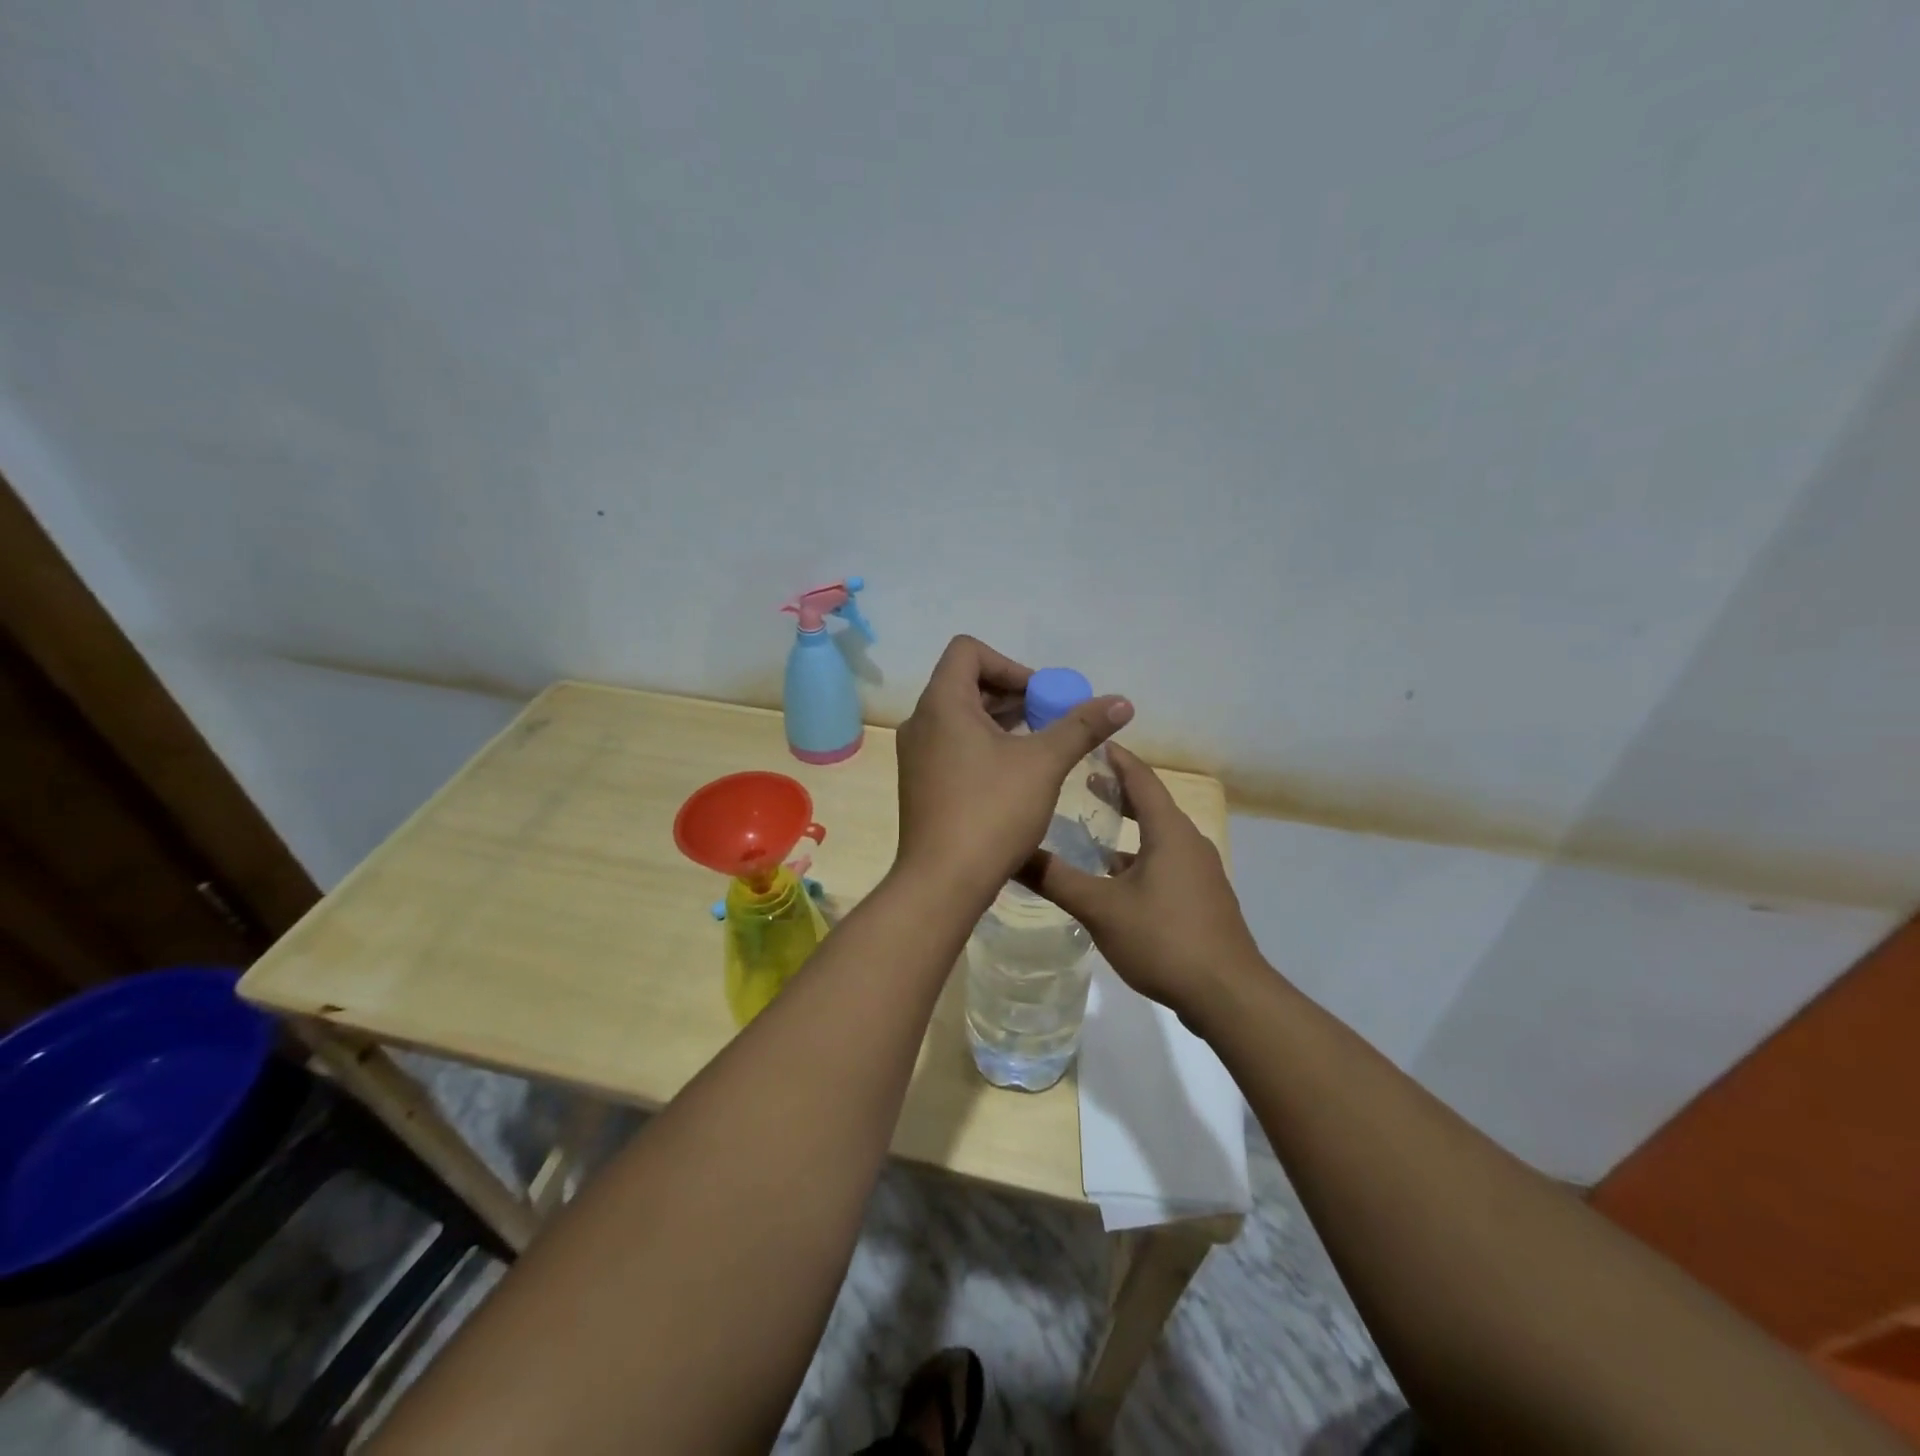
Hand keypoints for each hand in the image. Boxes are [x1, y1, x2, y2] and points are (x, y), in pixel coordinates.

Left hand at [894, 636, 1132, 899]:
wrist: (942, 882)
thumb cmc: (992, 812)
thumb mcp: (1044, 764)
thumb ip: (1081, 727)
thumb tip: (1122, 702)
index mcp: (941, 703)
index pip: (968, 651)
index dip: (1010, 665)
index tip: (1041, 697)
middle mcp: (921, 721)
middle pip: (966, 683)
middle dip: (1013, 696)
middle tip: (1050, 720)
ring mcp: (916, 755)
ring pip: (960, 718)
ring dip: (1001, 722)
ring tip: (1039, 747)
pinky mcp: (920, 783)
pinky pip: (953, 745)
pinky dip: (984, 746)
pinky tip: (1015, 775)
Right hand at [1025, 743, 1265, 1023]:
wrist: (1228, 995)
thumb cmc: (1164, 939)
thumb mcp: (1100, 909)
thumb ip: (1056, 879)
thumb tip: (1011, 854)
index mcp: (1169, 832)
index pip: (1141, 778)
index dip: (1115, 758)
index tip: (1089, 741)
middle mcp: (1189, 843)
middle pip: (1151, 804)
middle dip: (1117, 790)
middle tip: (1080, 779)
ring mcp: (1199, 872)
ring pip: (1157, 837)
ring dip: (1127, 828)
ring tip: (1091, 828)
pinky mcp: (1201, 899)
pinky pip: (1165, 863)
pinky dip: (1138, 858)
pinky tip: (1113, 880)